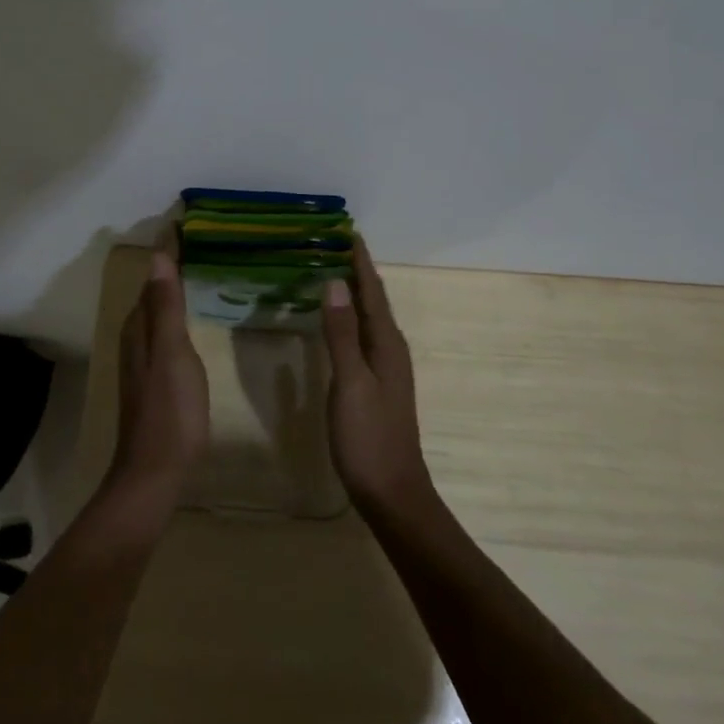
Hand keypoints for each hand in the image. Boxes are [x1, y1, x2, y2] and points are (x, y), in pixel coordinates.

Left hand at [104, 247, 209, 511]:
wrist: (155, 471)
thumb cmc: (170, 410)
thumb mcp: (172, 353)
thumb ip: (165, 306)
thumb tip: (157, 256)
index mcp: (140, 326)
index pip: (154, 275)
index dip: (168, 250)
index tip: (186, 221)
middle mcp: (136, 335)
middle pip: (153, 289)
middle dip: (171, 263)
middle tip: (202, 237)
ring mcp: (144, 357)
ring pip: (158, 309)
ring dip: (174, 285)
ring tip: (201, 265)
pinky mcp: (154, 375)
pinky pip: (164, 328)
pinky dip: (177, 310)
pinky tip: (193, 314)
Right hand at [322, 237, 434, 518]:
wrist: (392, 493)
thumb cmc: (369, 437)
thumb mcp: (351, 383)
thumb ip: (342, 333)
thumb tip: (333, 282)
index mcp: (387, 344)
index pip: (372, 291)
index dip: (360, 261)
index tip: (347, 230)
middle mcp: (390, 349)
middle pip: (373, 300)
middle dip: (356, 270)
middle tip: (332, 242)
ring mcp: (385, 368)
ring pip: (369, 318)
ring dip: (353, 292)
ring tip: (331, 269)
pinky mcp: (376, 384)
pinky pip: (363, 336)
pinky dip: (350, 317)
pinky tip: (335, 320)